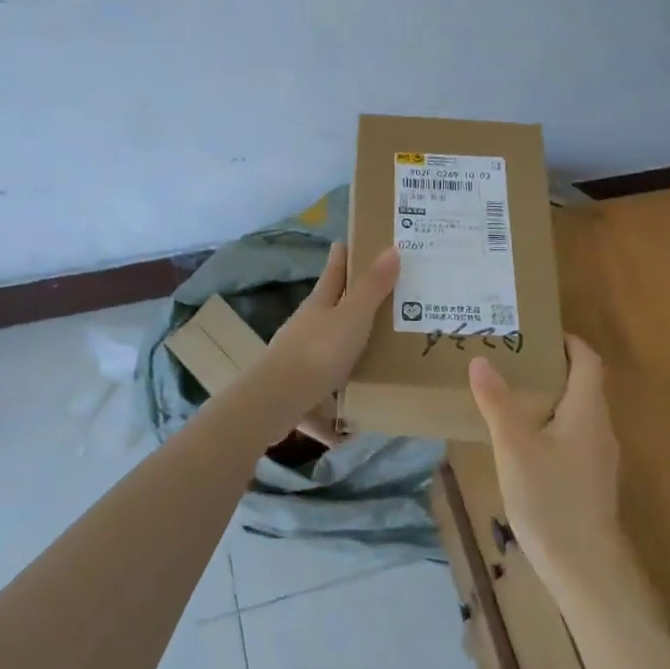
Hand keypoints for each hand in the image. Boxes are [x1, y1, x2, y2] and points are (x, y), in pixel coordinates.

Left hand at [260, 242, 399, 412]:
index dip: (343, 255)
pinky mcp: (300, 392)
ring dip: (347, 355)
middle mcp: (308, 327)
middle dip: (351, 304)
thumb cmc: (319, 350)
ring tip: (377, 361)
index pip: (334, 271)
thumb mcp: (353, 316)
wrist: (278, 400)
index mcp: (320, 303)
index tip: (349, 241)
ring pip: (328, 352)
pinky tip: (353, 428)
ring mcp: (301, 359)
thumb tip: (391, 248)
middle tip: (382, 300)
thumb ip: (372, 287)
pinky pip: (325, 400)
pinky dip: (338, 411)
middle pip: (331, 310)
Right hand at [468, 335, 630, 598]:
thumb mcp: (514, 446)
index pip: (587, 361)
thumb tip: (481, 360)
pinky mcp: (592, 482)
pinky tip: (525, 443)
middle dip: (552, 369)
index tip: (538, 332)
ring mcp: (599, 458)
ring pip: (577, 414)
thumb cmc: (551, 498)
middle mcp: (600, 428)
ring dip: (551, 399)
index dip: (568, 342)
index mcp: (587, 410)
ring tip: (513, 396)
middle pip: (583, 386)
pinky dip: (552, 427)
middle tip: (514, 360)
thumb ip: (497, 402)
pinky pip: (574, 439)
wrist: (585, 569)